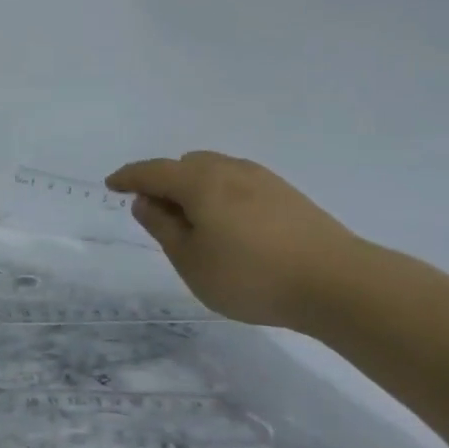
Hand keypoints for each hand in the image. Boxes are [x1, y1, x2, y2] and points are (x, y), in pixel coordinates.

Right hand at [106, 151, 361, 328]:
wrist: (336, 282)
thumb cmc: (251, 276)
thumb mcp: (192, 261)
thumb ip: (163, 228)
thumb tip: (145, 201)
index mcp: (200, 182)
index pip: (153, 171)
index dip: (129, 177)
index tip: (112, 184)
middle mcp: (229, 169)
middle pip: (185, 165)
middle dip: (164, 183)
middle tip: (157, 216)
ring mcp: (262, 178)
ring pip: (214, 171)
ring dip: (194, 188)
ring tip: (195, 224)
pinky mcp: (286, 194)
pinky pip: (238, 183)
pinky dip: (221, 195)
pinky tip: (231, 226)